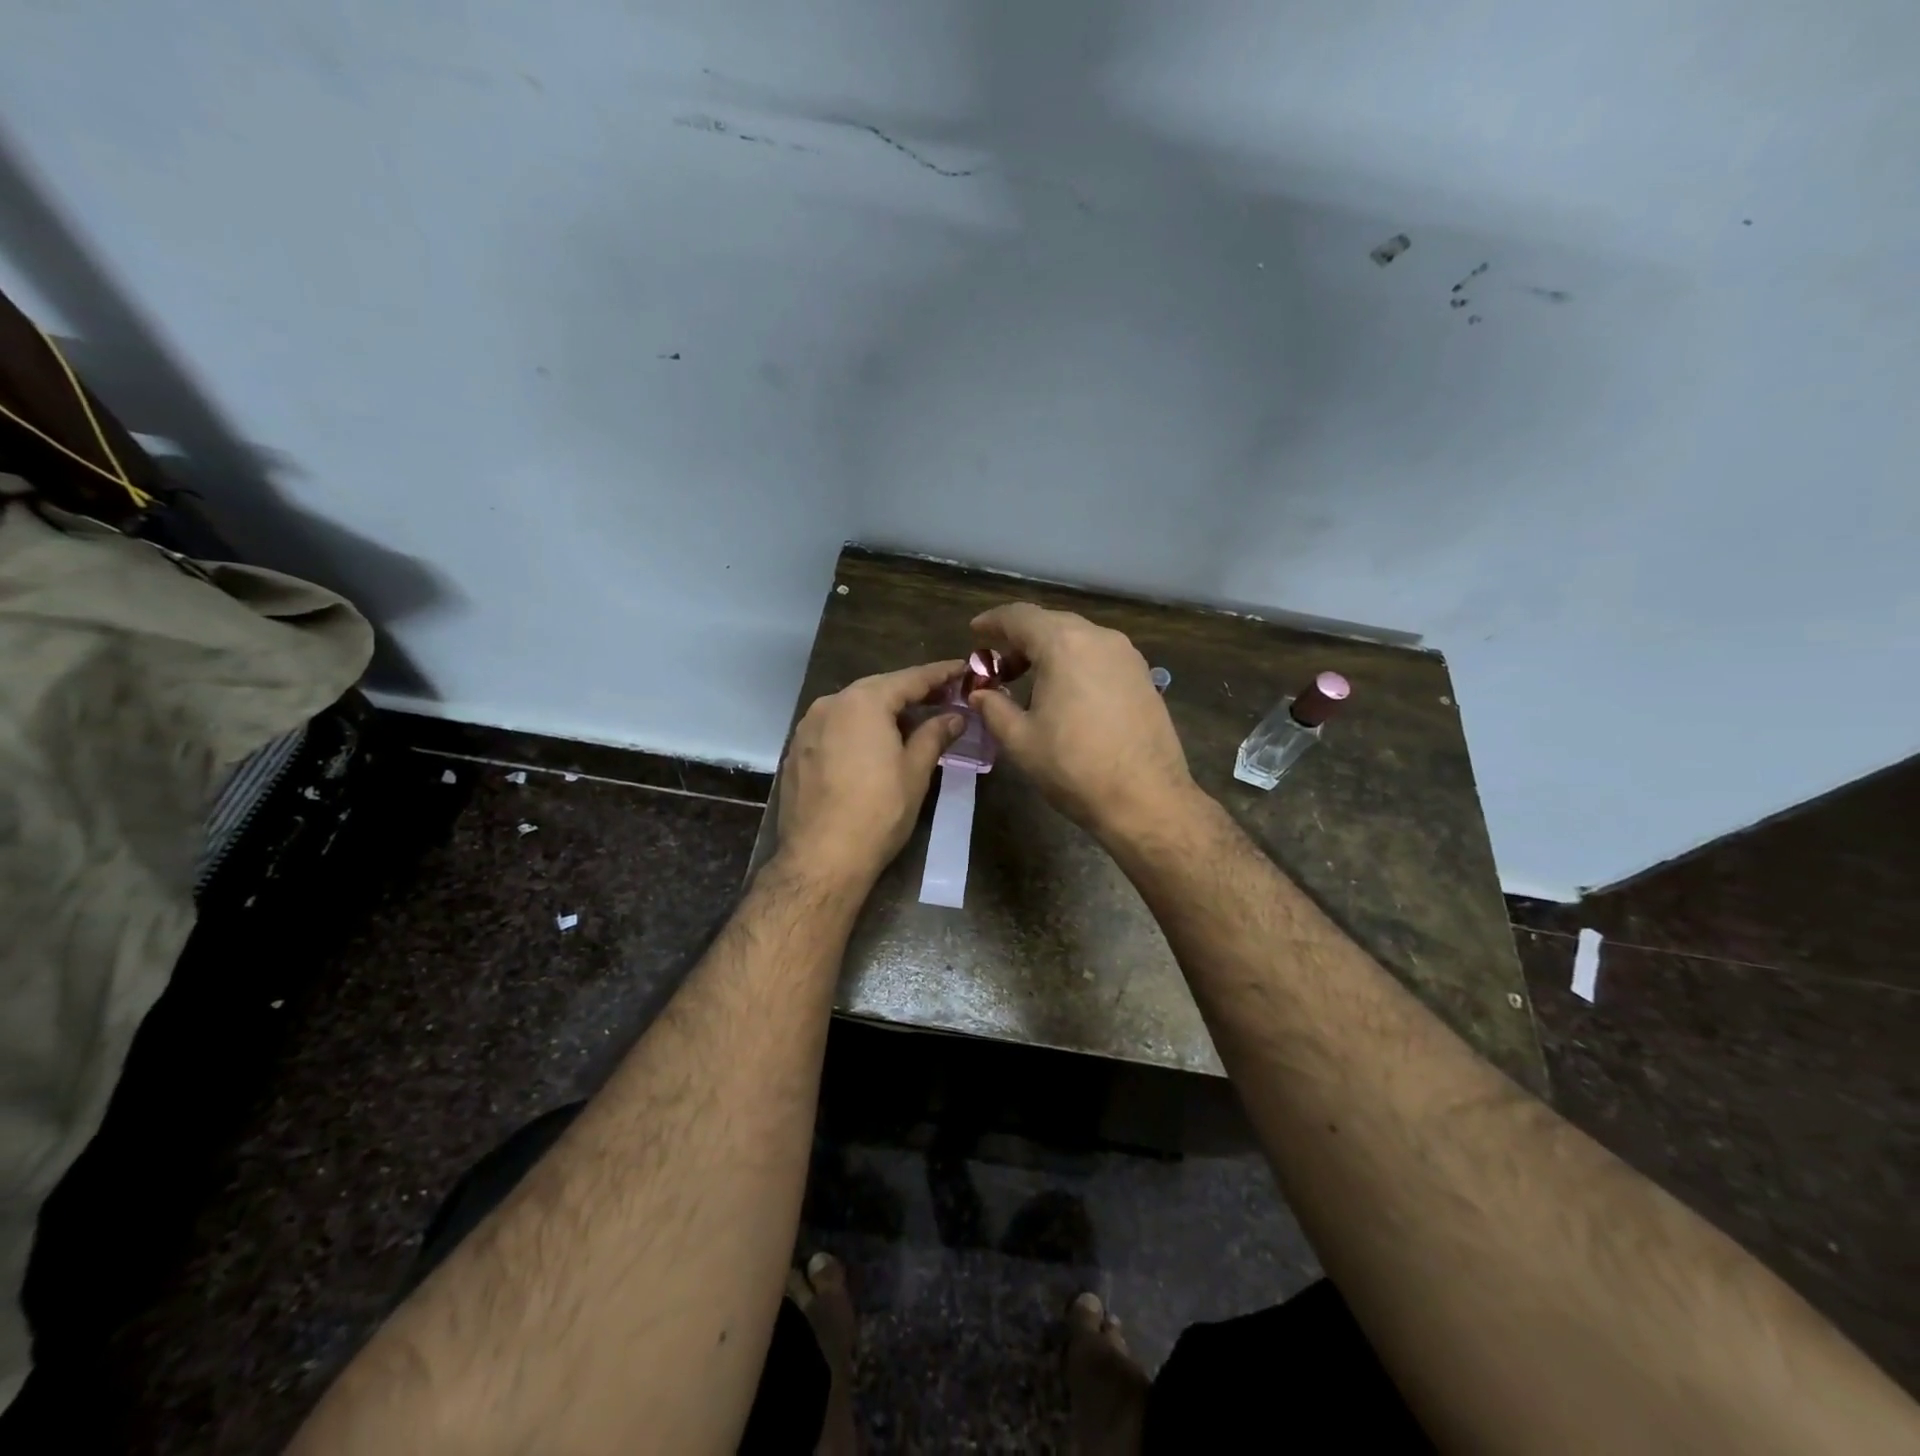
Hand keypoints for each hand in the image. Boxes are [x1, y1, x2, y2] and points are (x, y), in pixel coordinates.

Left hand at [773, 660, 965, 889]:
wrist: (821, 858)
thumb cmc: (878, 812)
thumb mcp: (915, 771)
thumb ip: (935, 735)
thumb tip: (954, 716)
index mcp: (863, 702)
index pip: (910, 679)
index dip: (940, 674)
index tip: (963, 669)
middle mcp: (830, 704)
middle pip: (878, 689)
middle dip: (910, 692)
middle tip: (943, 695)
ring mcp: (807, 727)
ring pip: (853, 708)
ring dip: (883, 711)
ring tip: (912, 721)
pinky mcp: (796, 751)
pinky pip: (835, 728)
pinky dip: (858, 729)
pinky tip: (874, 745)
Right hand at [969, 603, 1198, 843]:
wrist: (1146, 798)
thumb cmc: (1074, 767)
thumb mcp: (1020, 740)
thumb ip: (993, 708)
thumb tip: (980, 694)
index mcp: (1064, 644)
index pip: (1020, 616)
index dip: (993, 622)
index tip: (975, 632)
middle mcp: (1099, 638)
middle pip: (1051, 623)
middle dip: (1020, 640)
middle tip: (998, 668)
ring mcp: (1127, 655)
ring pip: (1078, 638)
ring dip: (1049, 651)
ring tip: (1030, 684)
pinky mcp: (1143, 676)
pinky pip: (1099, 656)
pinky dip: (1075, 663)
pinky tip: (1066, 694)